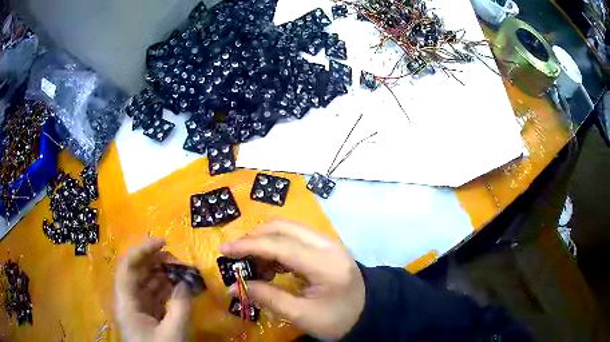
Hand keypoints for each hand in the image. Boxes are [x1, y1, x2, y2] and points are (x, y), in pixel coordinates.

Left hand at [115, 239, 191, 341]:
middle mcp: (128, 300)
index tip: (165, 242)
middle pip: (137, 271)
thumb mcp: (174, 333)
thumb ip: (181, 305)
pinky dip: (166, 289)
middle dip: (157, 261)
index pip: (128, 266)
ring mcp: (137, 308)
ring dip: (164, 275)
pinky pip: (154, 295)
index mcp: (126, 302)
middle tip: (180, 261)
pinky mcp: (146, 316)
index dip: (144, 250)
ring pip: (147, 283)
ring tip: (183, 272)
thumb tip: (186, 282)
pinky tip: (179, 287)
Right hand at [220, 221, 364, 339]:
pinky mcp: (325, 246)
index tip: (224, 249)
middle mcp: (327, 244)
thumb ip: (268, 298)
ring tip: (250, 264)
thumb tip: (233, 287)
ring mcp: (327, 243)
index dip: (248, 245)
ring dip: (264, 241)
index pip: (280, 245)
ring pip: (288, 229)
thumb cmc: (338, 319)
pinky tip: (268, 265)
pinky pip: (294, 237)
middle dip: (254, 238)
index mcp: (325, 263)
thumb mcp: (303, 315)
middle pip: (283, 227)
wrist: (368, 313)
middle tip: (235, 255)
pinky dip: (276, 247)